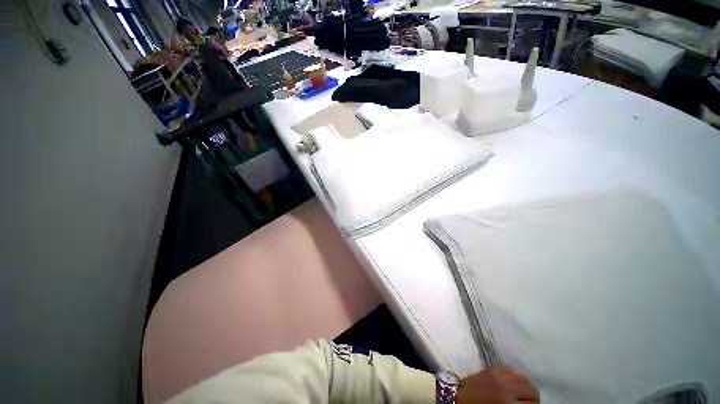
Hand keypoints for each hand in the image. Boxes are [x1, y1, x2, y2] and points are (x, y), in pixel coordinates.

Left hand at [456, 365, 538, 403]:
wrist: (460, 400)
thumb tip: (529, 403)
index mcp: (508, 403)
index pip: (532, 402)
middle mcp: (505, 386)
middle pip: (530, 388)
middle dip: (531, 397)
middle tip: (526, 402)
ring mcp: (497, 374)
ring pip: (522, 376)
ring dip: (523, 385)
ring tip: (519, 393)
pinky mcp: (490, 367)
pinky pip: (508, 367)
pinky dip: (512, 375)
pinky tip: (509, 383)